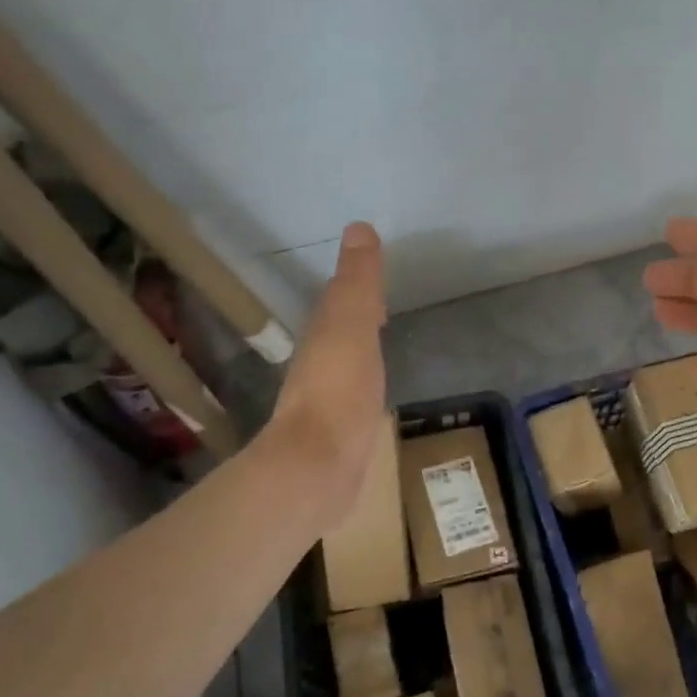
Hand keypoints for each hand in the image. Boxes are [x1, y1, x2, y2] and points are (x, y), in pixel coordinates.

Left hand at [265, 221, 387, 529]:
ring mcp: (330, 399)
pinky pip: (356, 393)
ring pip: (347, 360)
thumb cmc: (339, 392)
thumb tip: (358, 228)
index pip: (341, 299)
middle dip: (358, 314)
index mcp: (326, 334)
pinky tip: (374, 391)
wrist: (317, 468)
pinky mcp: (340, 431)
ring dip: (360, 346)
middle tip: (380, 303)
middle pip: (341, 329)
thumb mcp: (351, 327)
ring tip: (379, 339)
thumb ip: (357, 283)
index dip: (357, 285)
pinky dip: (365, 381)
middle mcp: (322, 362)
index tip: (374, 270)